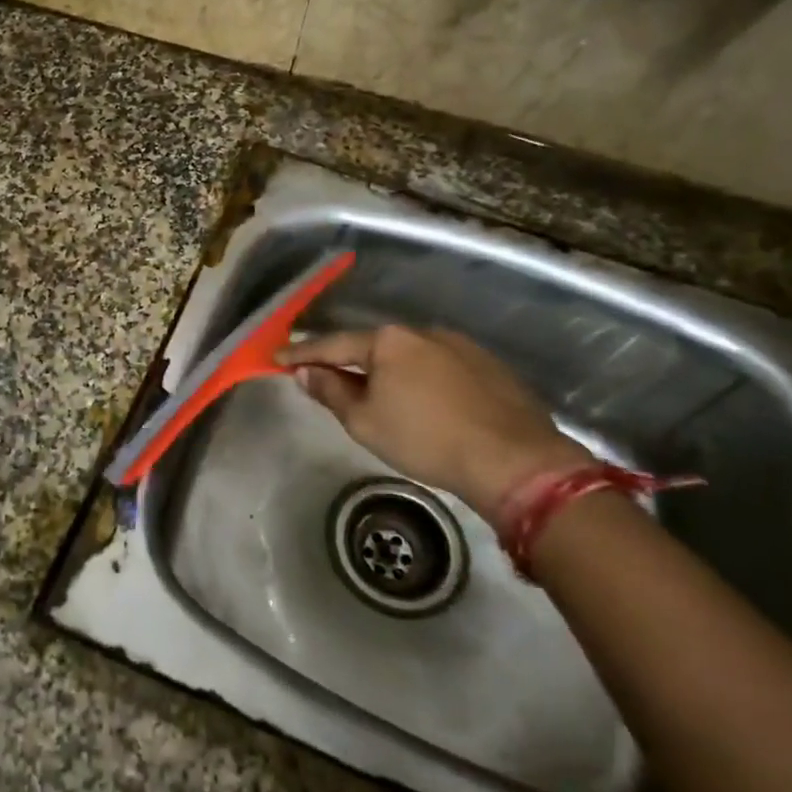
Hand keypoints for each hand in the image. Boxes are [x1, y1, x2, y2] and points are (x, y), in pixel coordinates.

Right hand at [278, 327, 587, 531]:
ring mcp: (459, 344)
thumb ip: (331, 391)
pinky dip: (421, 379)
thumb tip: (304, 371)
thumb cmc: (426, 439)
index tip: (277, 358)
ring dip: (388, 371)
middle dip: (348, 361)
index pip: (333, 344)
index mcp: (387, 340)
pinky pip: (439, 366)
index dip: (302, 353)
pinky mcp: (488, 364)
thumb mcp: (365, 421)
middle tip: (326, 378)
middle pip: (373, 346)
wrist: (514, 459)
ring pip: (409, 355)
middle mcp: (422, 331)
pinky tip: (425, 402)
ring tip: (379, 396)